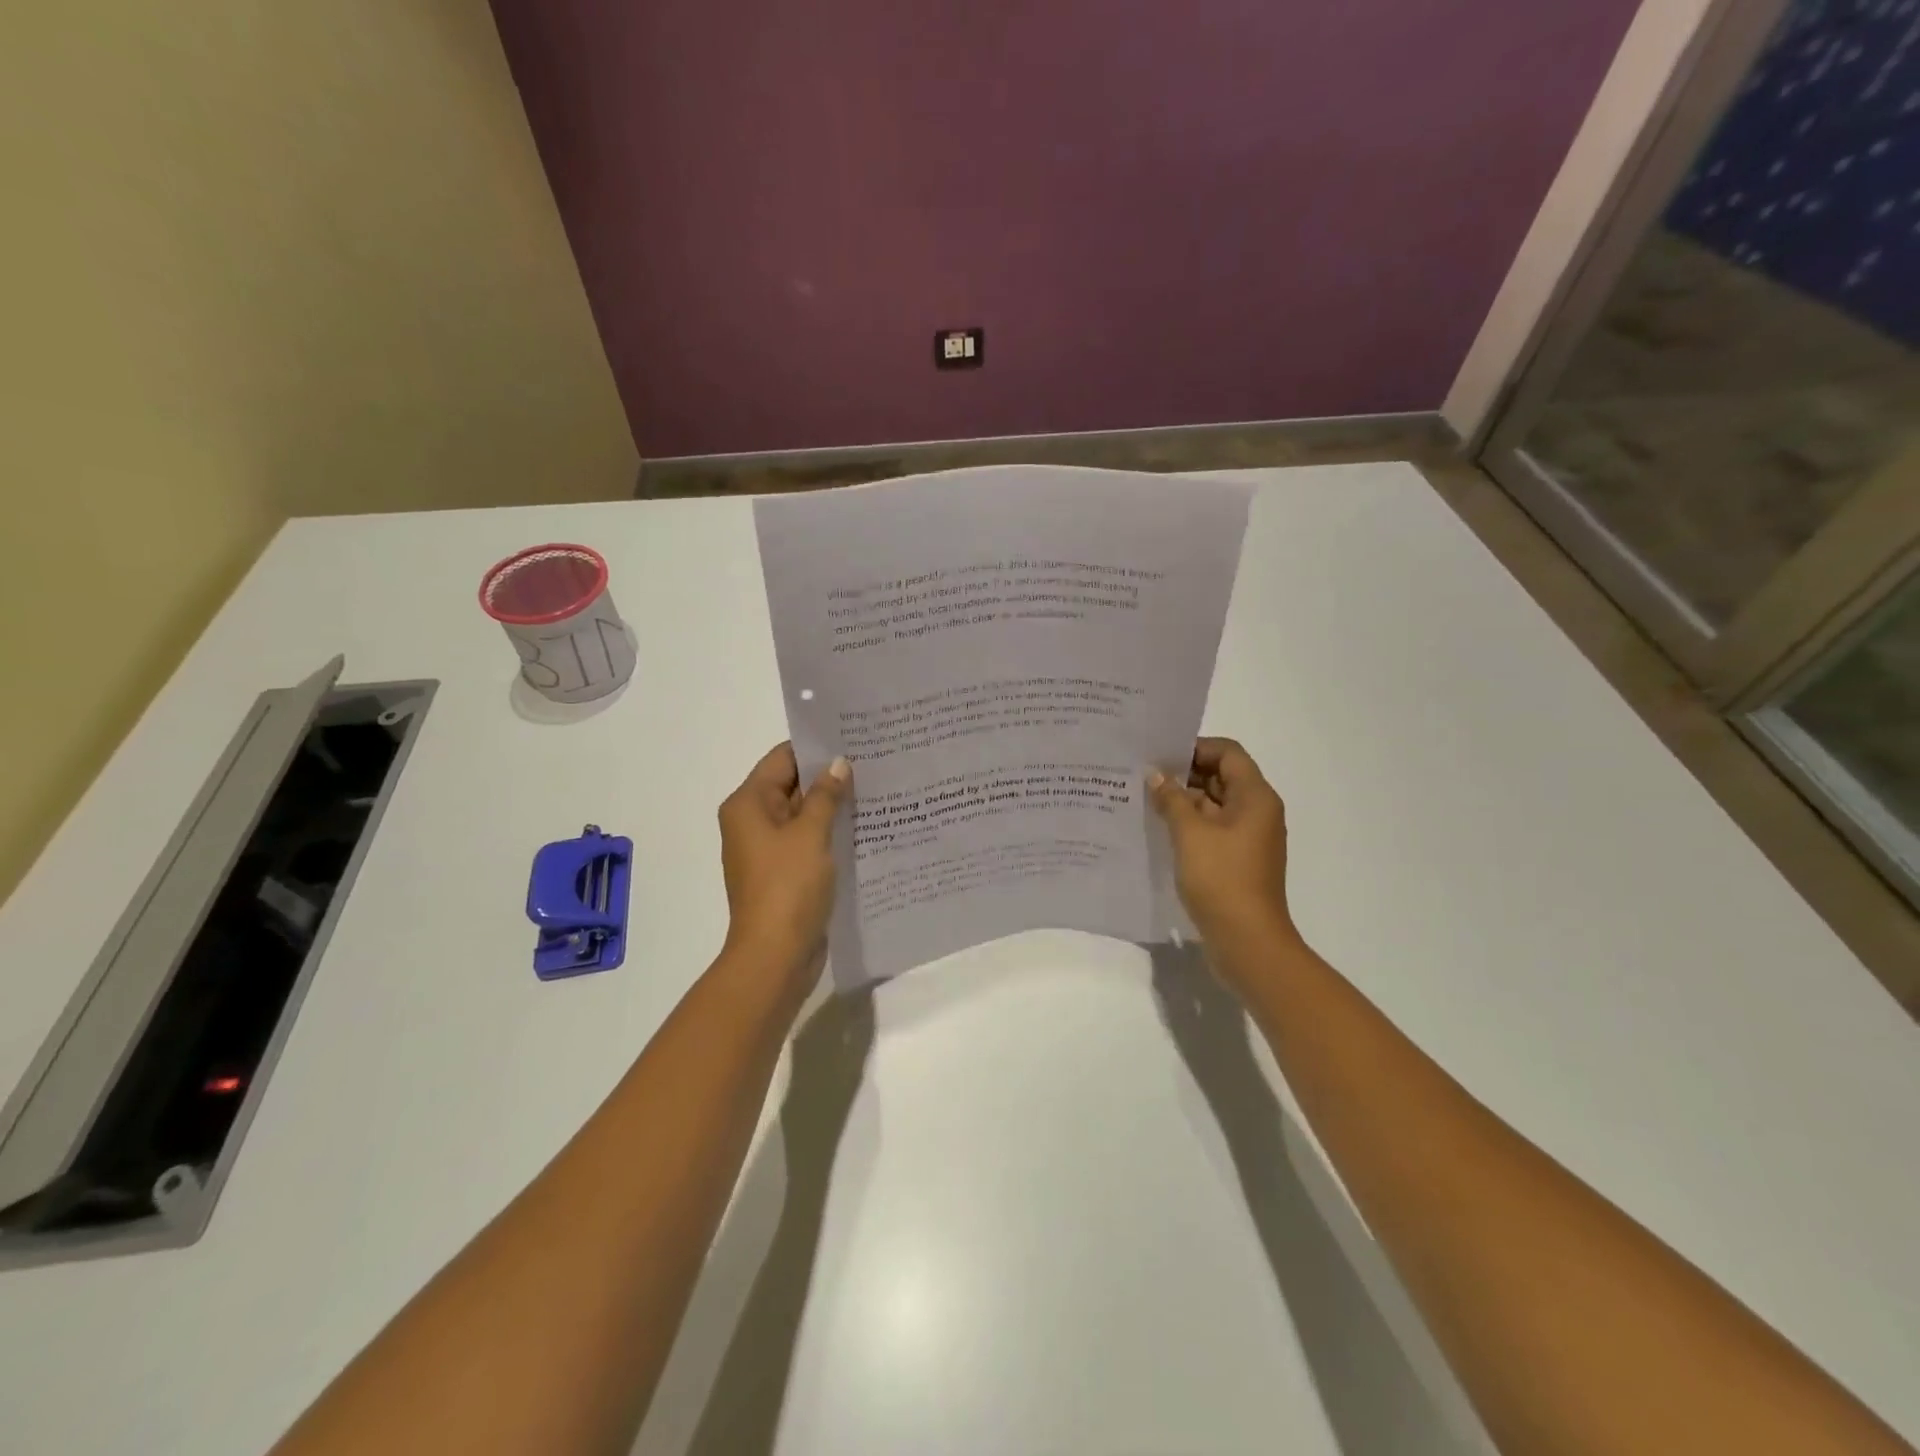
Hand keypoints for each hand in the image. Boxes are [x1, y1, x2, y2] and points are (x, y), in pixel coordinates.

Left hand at [717, 743, 851, 991]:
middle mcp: (753, 821)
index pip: (782, 759)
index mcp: (748, 804)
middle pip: (792, 785)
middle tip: (873, 760)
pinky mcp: (785, 872)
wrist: (776, 956)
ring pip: (803, 814)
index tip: (853, 737)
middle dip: (828, 775)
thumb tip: (839, 764)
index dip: (815, 747)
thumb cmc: (788, 887)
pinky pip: (808, 841)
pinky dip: (830, 832)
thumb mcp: (810, 834)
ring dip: (833, 805)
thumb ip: (825, 795)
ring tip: (876, 787)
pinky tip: (865, 825)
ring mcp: (769, 849)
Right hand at [1148, 738, 1302, 965]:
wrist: (1247, 941)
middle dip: (1184, 774)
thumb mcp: (1190, 833)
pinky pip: (1211, 830)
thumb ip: (1171, 798)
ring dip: (1182, 801)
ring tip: (1142, 800)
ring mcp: (1247, 838)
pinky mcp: (1236, 861)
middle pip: (1221, 777)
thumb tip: (1155, 775)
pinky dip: (1188, 825)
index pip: (1227, 753)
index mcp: (1255, 797)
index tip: (1159, 755)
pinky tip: (1157, 829)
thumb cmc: (1222, 879)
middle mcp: (1256, 812)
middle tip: (1143, 775)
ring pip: (1213, 806)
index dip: (1195, 748)